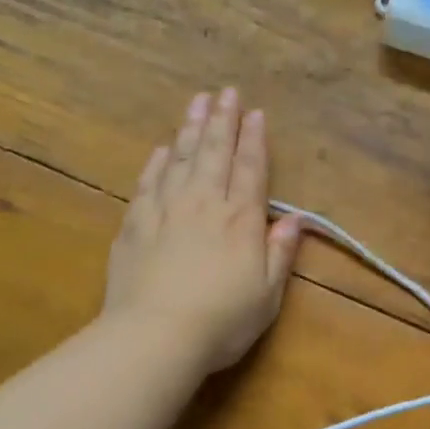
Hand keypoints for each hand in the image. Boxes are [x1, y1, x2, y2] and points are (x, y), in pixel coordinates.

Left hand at [103, 88, 303, 373]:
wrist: (154, 337)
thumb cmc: (221, 321)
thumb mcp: (267, 295)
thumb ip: (280, 252)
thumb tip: (294, 219)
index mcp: (240, 221)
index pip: (251, 169)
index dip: (254, 140)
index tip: (255, 113)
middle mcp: (204, 204)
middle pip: (214, 153)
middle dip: (222, 121)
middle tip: (225, 92)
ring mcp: (166, 211)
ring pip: (180, 159)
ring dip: (190, 129)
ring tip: (196, 102)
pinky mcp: (135, 224)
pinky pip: (148, 182)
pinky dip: (157, 162)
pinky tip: (162, 149)